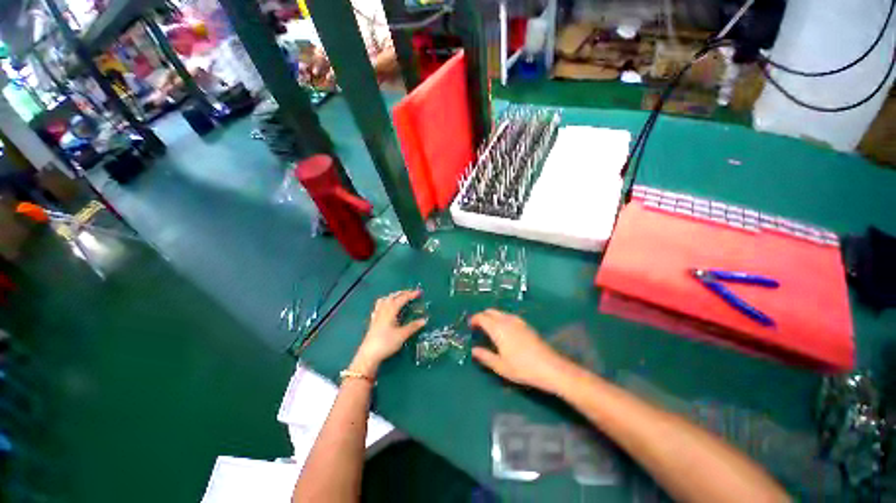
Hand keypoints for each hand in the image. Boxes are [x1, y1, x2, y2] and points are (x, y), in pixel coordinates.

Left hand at [350, 290, 426, 377]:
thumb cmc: (386, 343)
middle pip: (392, 296)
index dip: (411, 295)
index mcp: (390, 310)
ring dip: (393, 296)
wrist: (368, 355)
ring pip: (384, 299)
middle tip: (411, 293)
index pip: (402, 298)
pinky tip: (386, 307)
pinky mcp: (373, 320)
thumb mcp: (402, 335)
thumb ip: (413, 326)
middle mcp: (383, 310)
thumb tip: (424, 320)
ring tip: (399, 297)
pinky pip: (379, 306)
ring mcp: (377, 314)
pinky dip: (385, 302)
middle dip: (402, 293)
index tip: (419, 292)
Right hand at [470, 309, 572, 393]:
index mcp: (497, 328)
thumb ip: (485, 356)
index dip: (474, 320)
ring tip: (490, 330)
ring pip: (500, 312)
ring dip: (492, 317)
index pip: (481, 317)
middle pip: (490, 311)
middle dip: (482, 316)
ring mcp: (518, 321)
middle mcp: (506, 320)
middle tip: (478, 328)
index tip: (470, 327)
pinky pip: (508, 316)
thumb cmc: (522, 367)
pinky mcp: (526, 324)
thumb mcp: (500, 366)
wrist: (550, 367)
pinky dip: (501, 319)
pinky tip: (504, 332)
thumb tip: (474, 350)